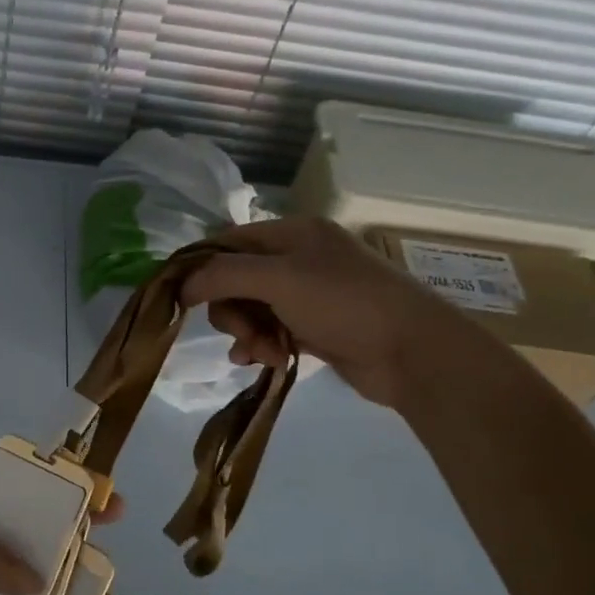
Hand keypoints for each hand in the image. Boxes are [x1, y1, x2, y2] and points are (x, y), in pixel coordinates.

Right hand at [181, 217, 480, 407]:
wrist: (414, 353)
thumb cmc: (345, 304)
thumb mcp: (278, 279)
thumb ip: (222, 276)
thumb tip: (180, 284)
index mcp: (293, 232)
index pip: (228, 242)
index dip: (202, 268)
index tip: (181, 299)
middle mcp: (299, 257)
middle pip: (236, 279)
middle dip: (232, 310)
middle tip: (244, 334)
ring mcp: (308, 293)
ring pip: (251, 309)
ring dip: (247, 333)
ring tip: (262, 353)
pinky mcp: (315, 326)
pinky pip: (270, 330)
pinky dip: (261, 345)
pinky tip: (263, 361)